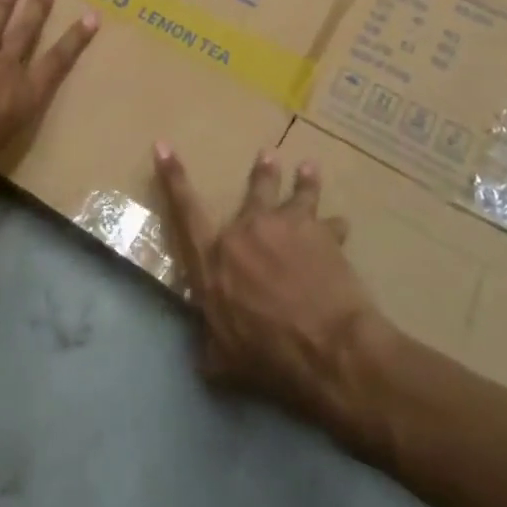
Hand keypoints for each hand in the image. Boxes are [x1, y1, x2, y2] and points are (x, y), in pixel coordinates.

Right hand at [154, 143, 393, 442]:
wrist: (324, 347)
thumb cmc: (268, 356)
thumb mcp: (224, 361)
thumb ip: (211, 345)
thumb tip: (206, 351)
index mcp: (213, 260)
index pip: (185, 211)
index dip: (173, 177)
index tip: (164, 145)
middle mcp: (245, 232)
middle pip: (252, 192)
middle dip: (261, 172)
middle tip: (267, 154)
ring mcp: (283, 225)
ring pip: (293, 193)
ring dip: (303, 180)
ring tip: (308, 167)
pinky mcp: (318, 232)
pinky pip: (329, 222)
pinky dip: (335, 225)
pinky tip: (342, 223)